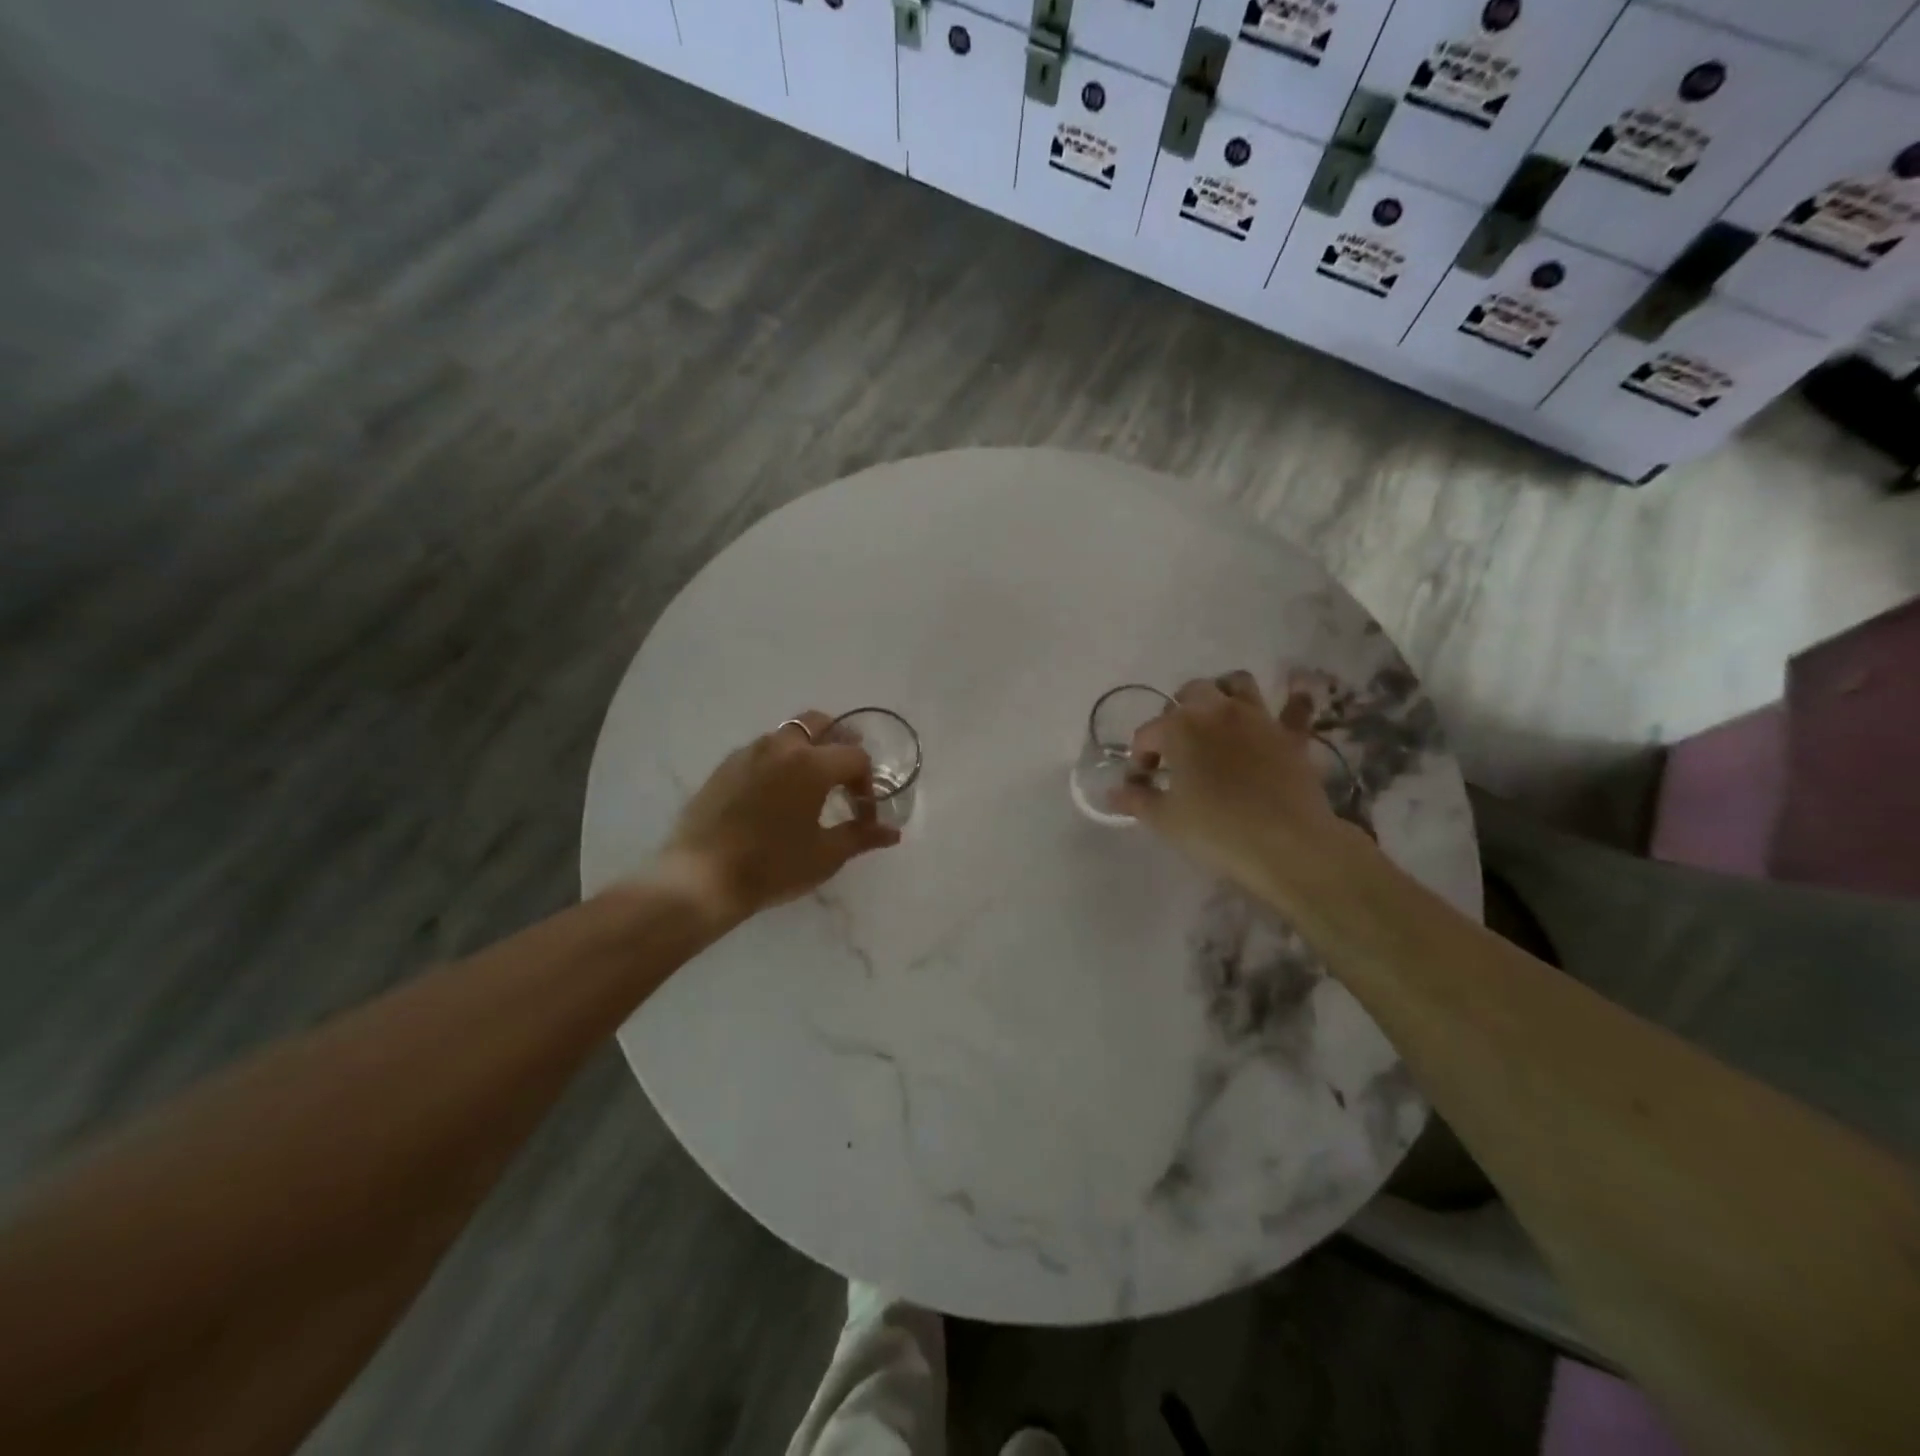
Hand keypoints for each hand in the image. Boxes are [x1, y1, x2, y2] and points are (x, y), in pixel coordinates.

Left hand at [654, 712, 900, 925]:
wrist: (701, 879)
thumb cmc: (772, 866)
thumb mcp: (825, 855)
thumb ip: (861, 836)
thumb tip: (892, 832)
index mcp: (811, 763)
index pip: (855, 757)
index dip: (867, 784)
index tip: (863, 814)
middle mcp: (781, 746)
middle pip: (820, 723)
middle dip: (840, 742)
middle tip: (847, 774)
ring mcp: (748, 753)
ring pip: (788, 733)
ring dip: (809, 748)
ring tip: (813, 783)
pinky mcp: (725, 767)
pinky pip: (762, 750)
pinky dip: (780, 759)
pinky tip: (777, 793)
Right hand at [1110, 671, 1354, 889]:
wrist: (1286, 844)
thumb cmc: (1216, 830)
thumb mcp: (1164, 819)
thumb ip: (1136, 800)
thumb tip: (1115, 792)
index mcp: (1180, 727)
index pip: (1147, 733)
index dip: (1140, 757)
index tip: (1142, 783)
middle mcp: (1217, 710)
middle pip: (1191, 693)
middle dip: (1177, 713)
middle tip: (1175, 746)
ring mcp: (1258, 718)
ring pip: (1237, 684)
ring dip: (1223, 693)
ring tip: (1217, 717)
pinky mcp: (1291, 734)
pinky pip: (1296, 707)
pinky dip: (1292, 701)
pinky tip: (1291, 700)